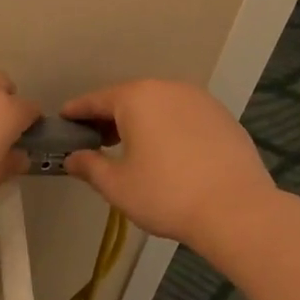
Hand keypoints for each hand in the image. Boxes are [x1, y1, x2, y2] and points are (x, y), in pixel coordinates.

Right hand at [60, 80, 274, 248]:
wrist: (236, 210)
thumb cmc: (166, 194)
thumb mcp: (117, 185)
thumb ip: (90, 166)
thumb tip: (73, 158)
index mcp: (137, 98)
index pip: (97, 100)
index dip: (77, 111)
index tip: (63, 120)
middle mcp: (169, 89)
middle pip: (130, 98)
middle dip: (109, 117)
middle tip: (94, 139)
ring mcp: (201, 101)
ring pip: (159, 105)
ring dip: (140, 121)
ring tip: (130, 147)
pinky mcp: (223, 118)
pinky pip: (183, 116)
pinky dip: (167, 127)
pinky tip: (166, 152)